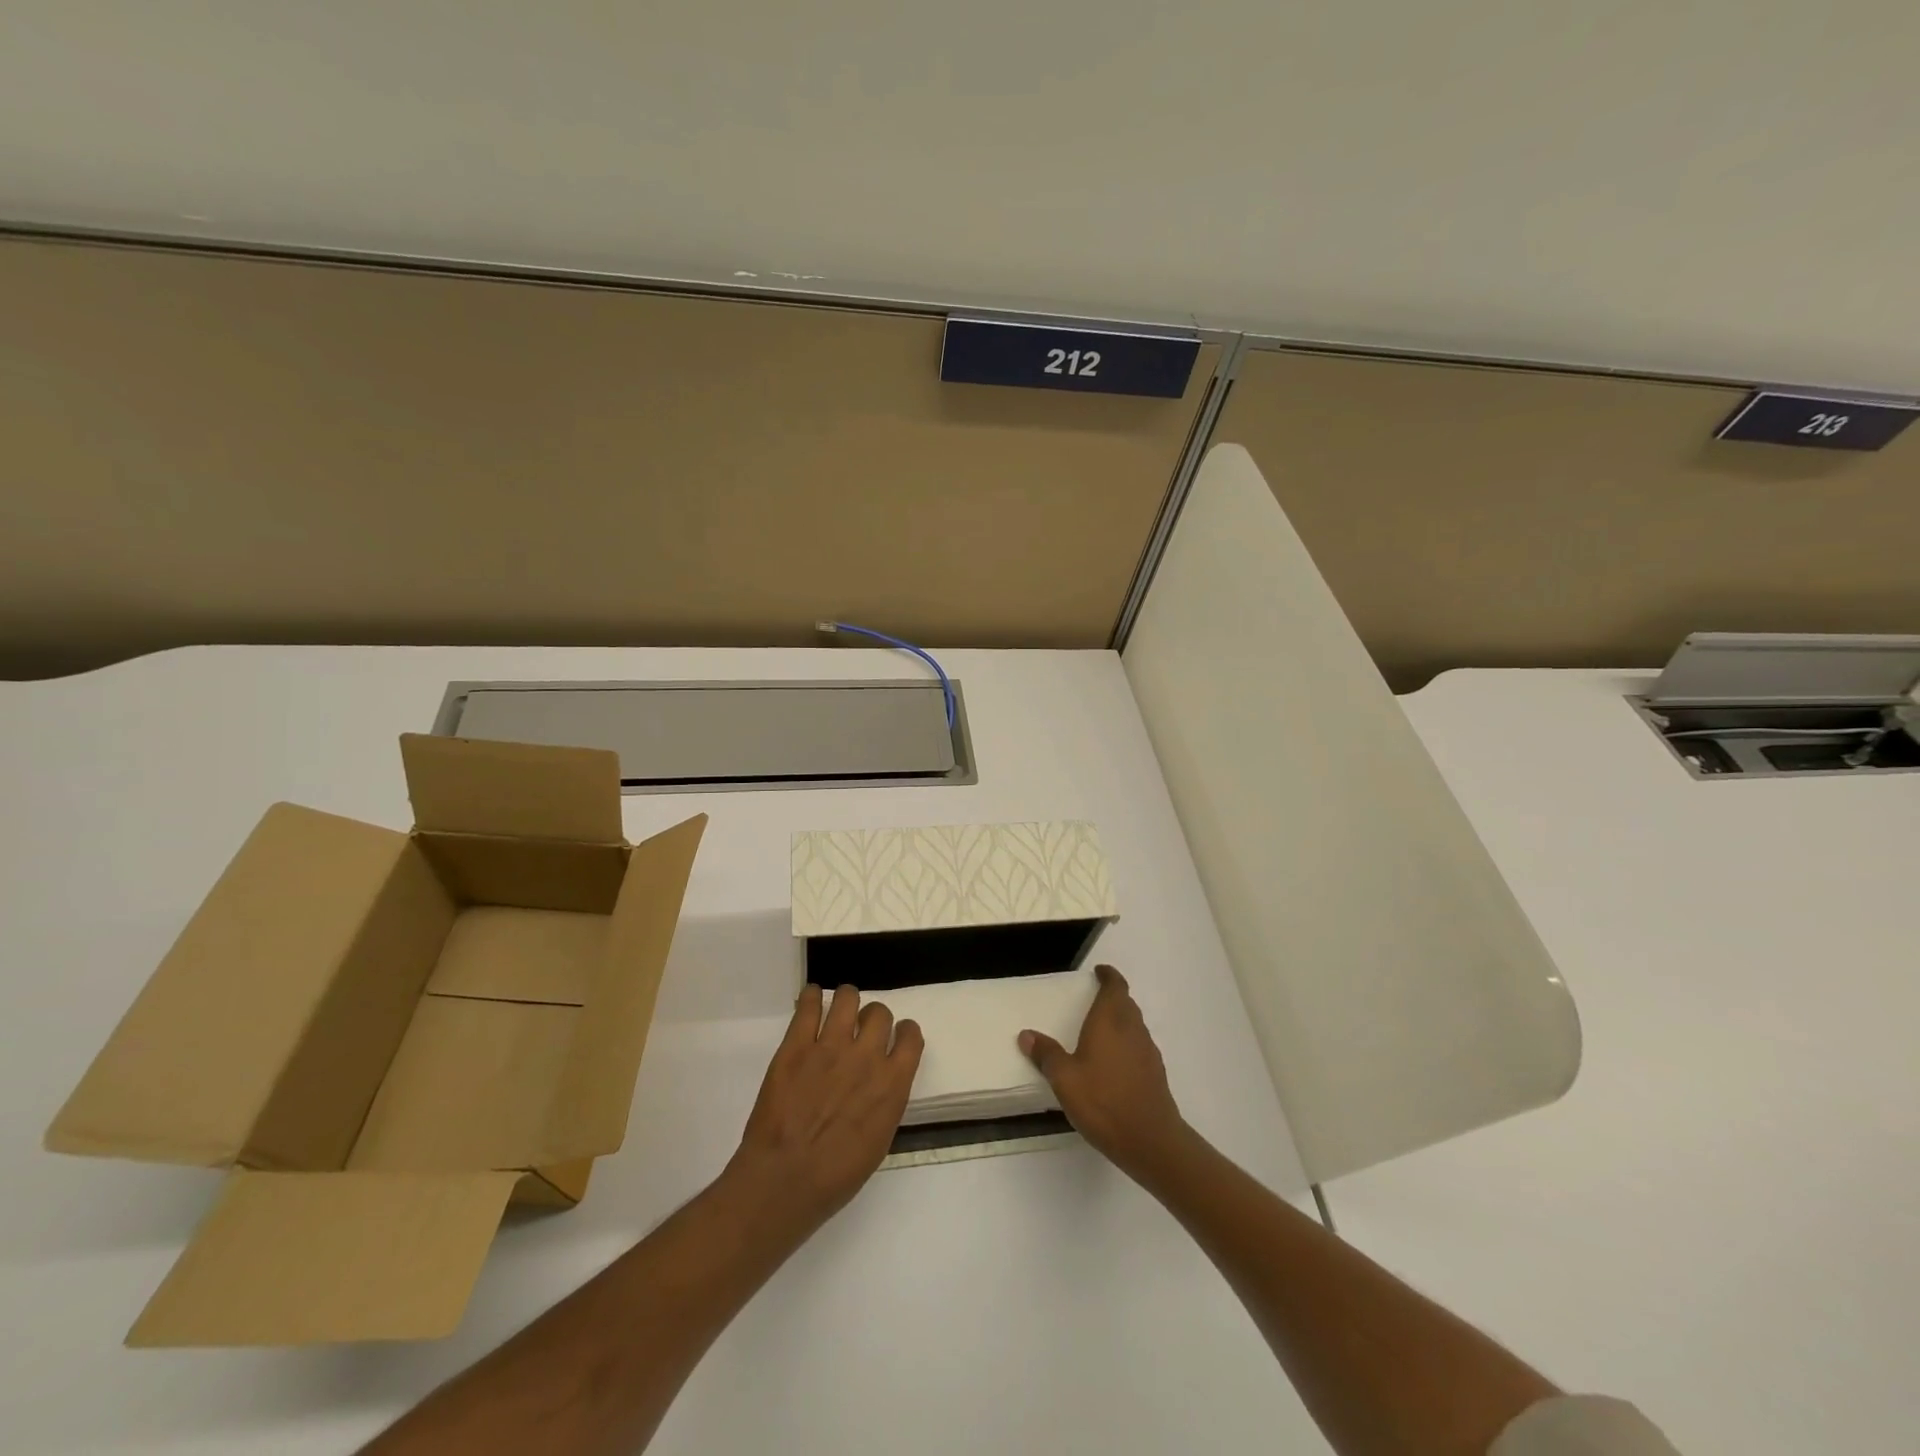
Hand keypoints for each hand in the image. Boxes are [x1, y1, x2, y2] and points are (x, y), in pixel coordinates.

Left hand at [728, 984, 923, 1234]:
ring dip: (846, 1000)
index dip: (904, 1032)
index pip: (911, 1036)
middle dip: (873, 1018)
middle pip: (879, 1012)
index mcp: (892, 1084)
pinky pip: (807, 1005)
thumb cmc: (835, 1177)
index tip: (895, 1037)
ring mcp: (830, 1047)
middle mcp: (866, 1057)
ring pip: (847, 998)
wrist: (784, 1181)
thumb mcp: (878, 1141)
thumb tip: (881, 1084)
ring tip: (838, 1009)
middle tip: (861, 1030)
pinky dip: (810, 997)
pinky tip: (809, 999)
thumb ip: (885, 1102)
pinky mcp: (796, 1045)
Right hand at [1020, 964, 1192, 1182]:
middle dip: (1113, 997)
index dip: (1109, 976)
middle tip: (1094, 1000)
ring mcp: (1148, 1051)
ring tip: (1101, 1031)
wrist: (1150, 1140)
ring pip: (1134, 1024)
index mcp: (1110, 1021)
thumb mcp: (1064, 1079)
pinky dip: (1127, 1044)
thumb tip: (1027, 1034)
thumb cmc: (1103, 1101)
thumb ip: (1046, 1055)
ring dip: (1121, 1020)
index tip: (1099, 971)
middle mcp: (1132, 1029)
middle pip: (1126, 1003)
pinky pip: (1139, 1046)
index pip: (1115, 986)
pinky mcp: (1155, 1073)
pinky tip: (1114, 1064)